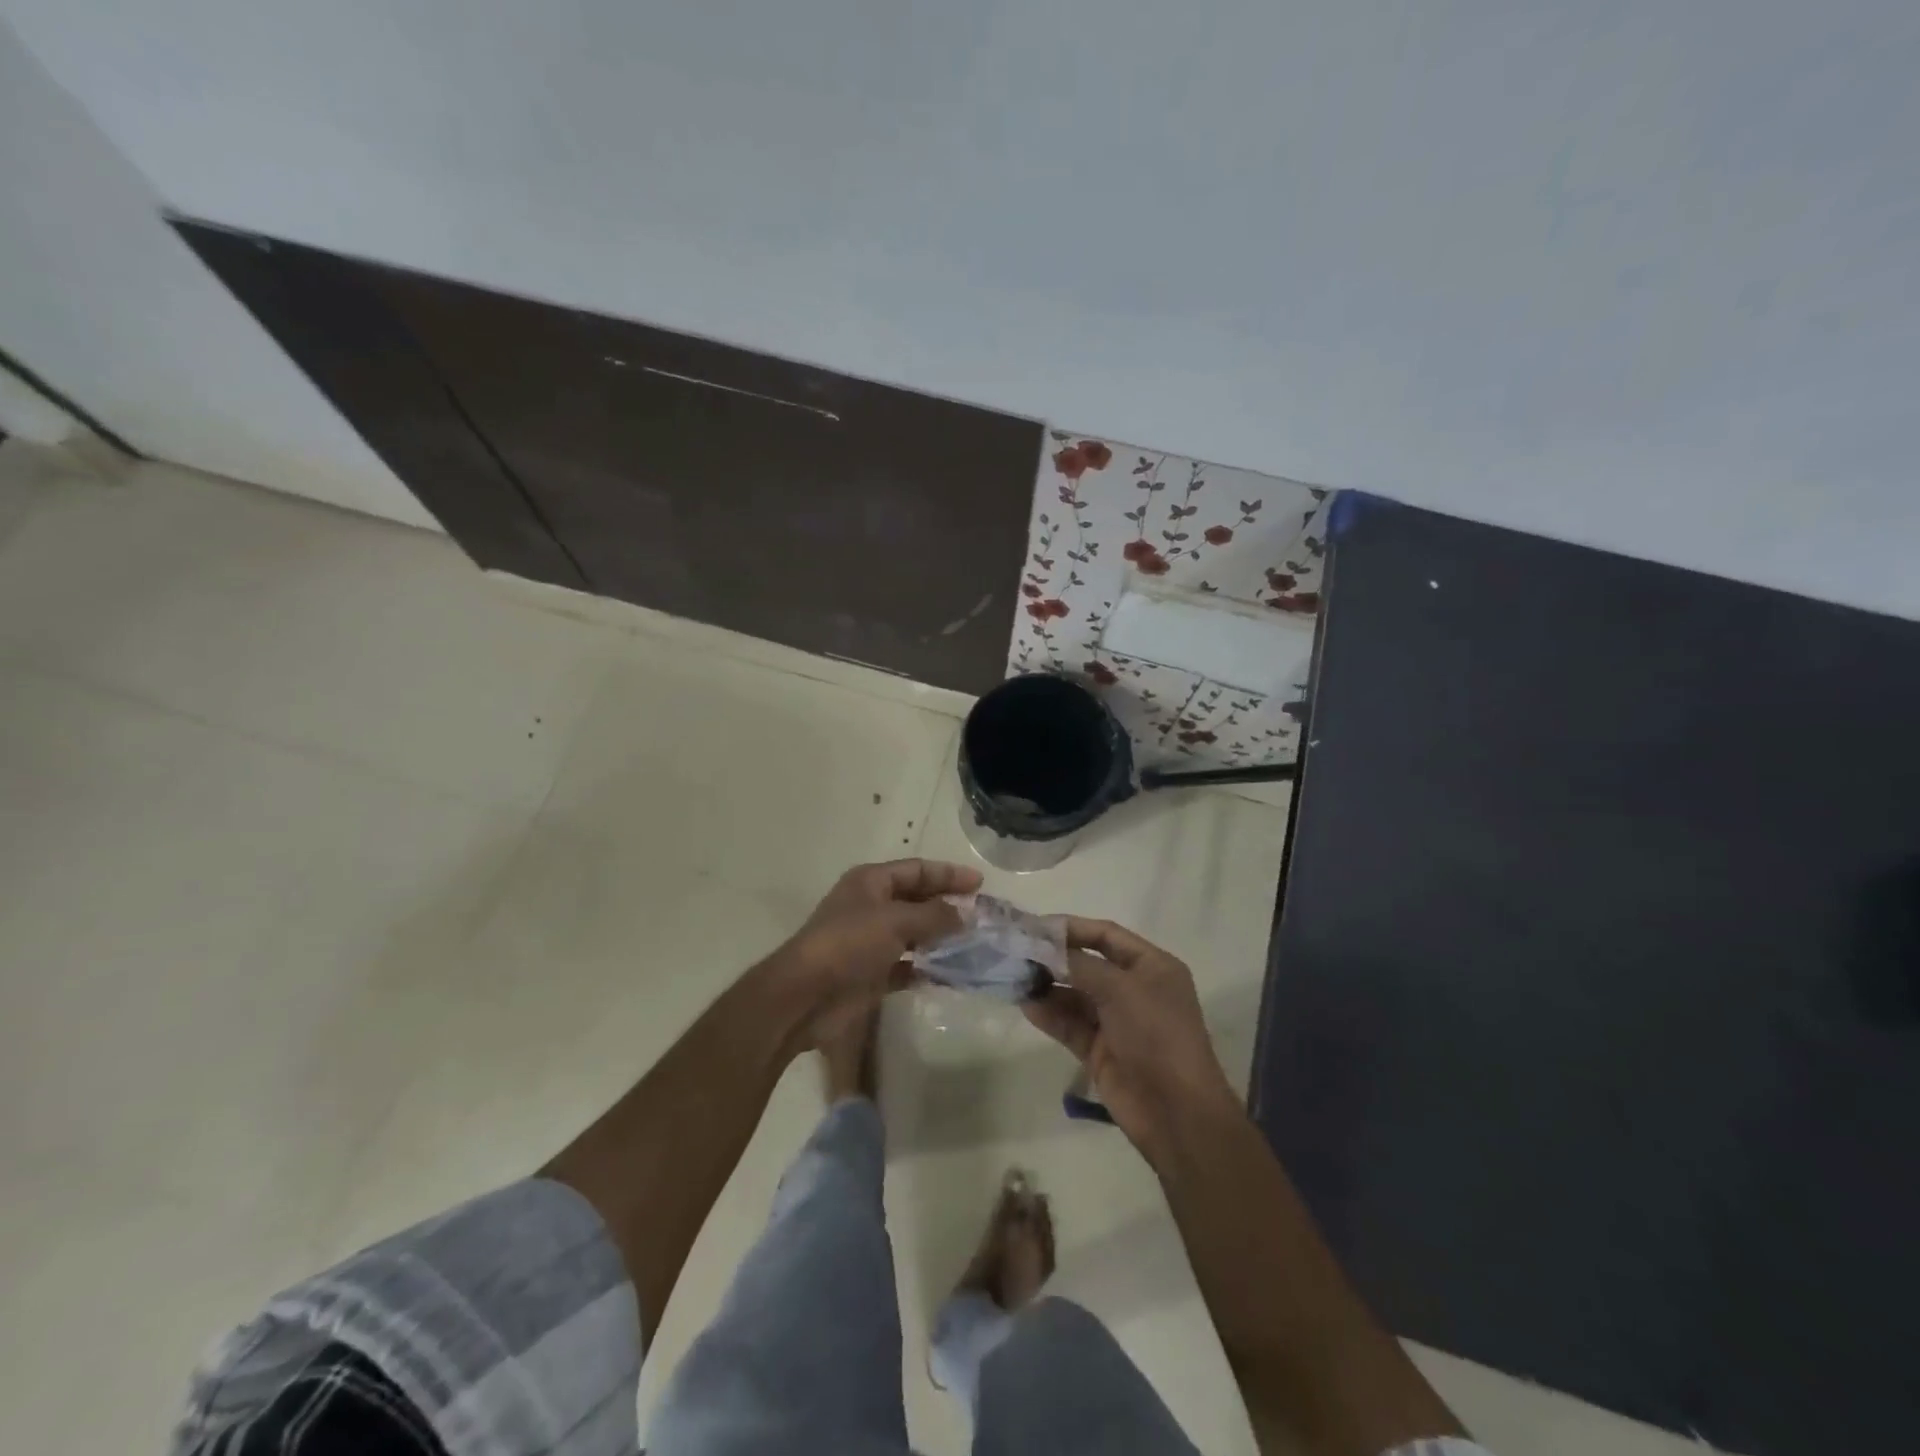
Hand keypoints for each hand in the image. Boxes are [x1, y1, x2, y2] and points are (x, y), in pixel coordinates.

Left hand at [765, 858, 981, 1050]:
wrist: (805, 997)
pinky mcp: (872, 975)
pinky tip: (953, 975)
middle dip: (948, 906)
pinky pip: (908, 967)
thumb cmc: (848, 944)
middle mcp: (871, 907)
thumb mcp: (894, 921)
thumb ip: (933, 916)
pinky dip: (928, 969)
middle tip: (983, 915)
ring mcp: (871, 942)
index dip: (948, 874)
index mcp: (871, 882)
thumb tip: (964, 915)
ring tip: (976, 944)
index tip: (980, 884)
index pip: (917, 870)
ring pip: (914, 934)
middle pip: (917, 900)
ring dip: (941, 938)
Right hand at [1024, 917, 1239, 1164]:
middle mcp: (1134, 989)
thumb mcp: (1121, 989)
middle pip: (1087, 964)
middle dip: (1053, 958)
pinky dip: (1049, 1014)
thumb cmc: (1156, 1035)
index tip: (1035, 926)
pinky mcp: (1099, 1050)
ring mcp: (1116, 1021)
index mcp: (1151, 967)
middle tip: (1016, 952)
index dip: (1071, 928)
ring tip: (1014, 978)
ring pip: (1074, 995)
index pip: (1106, 935)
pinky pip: (1069, 1024)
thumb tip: (1044, 948)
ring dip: (1046, 986)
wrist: (1176, 1112)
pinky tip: (1026, 1005)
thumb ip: (1080, 965)